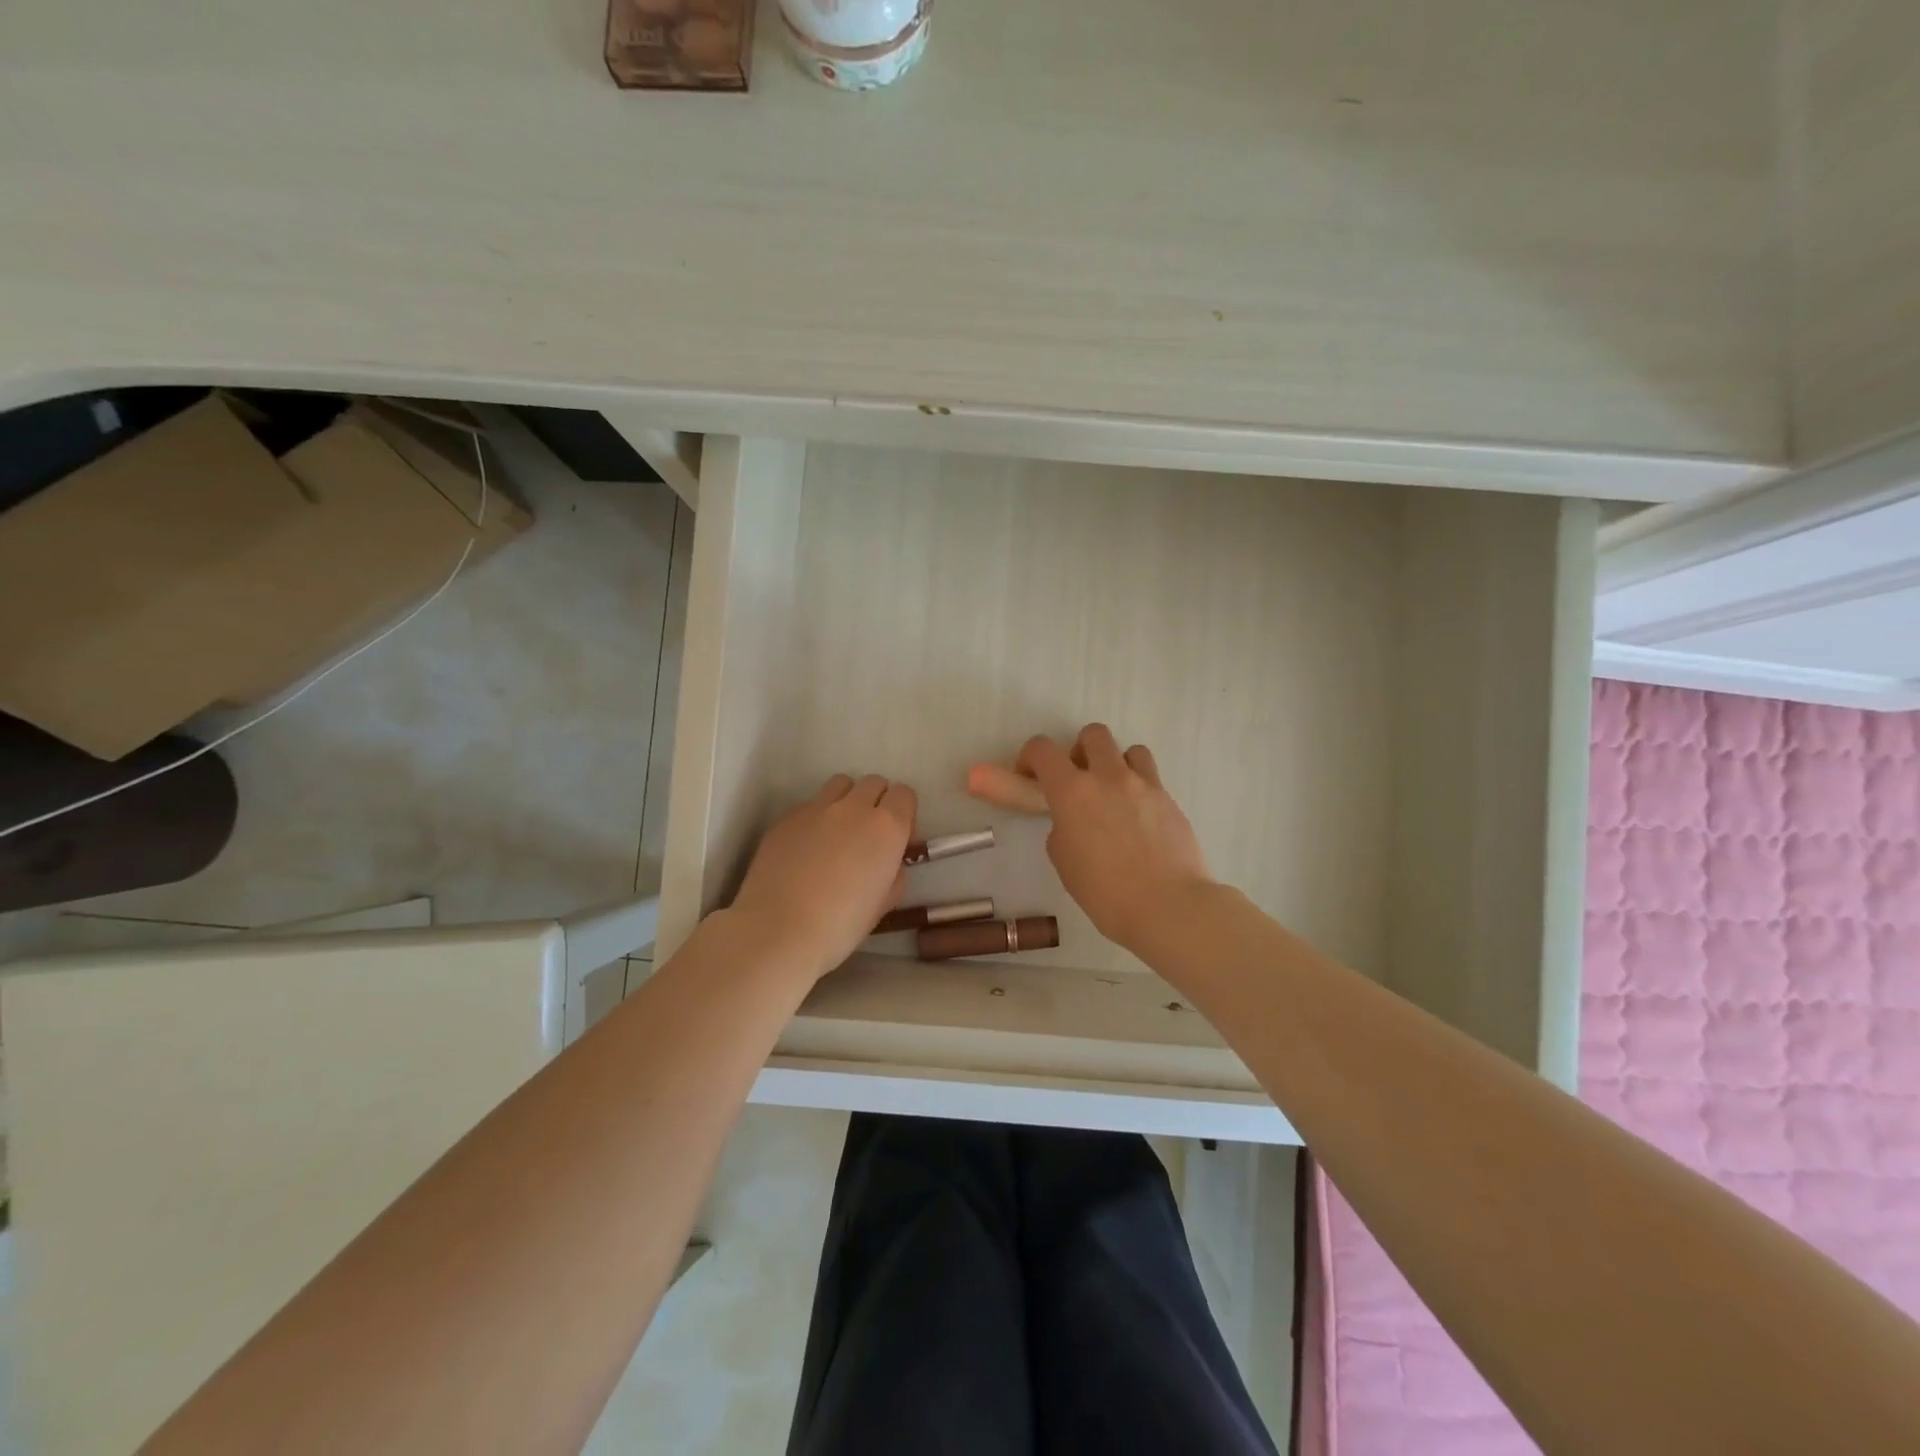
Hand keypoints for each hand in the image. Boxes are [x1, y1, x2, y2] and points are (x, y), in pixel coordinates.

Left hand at [730, 774, 915, 982]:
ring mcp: (816, 808)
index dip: (903, 813)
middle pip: (873, 783)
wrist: (778, 930)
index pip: (904, 794)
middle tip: (867, 835)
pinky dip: (816, 818)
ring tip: (837, 832)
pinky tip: (806, 850)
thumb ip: (894, 871)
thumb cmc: (841, 925)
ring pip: (840, 784)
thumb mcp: (885, 903)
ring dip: (847, 800)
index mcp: (887, 827)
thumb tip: (888, 859)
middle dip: (877, 802)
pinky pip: (810, 805)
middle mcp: (854, 807)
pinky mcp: (786, 817)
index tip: (896, 838)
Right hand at [1015, 725, 1213, 953]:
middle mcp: (1108, 777)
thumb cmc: (1104, 892)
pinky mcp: (1169, 799)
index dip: (1030, 756)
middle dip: (1079, 751)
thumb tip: (1073, 820)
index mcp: (1072, 791)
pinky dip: (1139, 787)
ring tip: (1113, 796)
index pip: (1042, 749)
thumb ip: (1062, 828)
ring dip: (1115, 764)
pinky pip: (1150, 777)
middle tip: (1077, 782)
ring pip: (1128, 749)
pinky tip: (1138, 818)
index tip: (1029, 776)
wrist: (1167, 906)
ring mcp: (1144, 785)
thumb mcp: (1064, 860)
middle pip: (1092, 734)